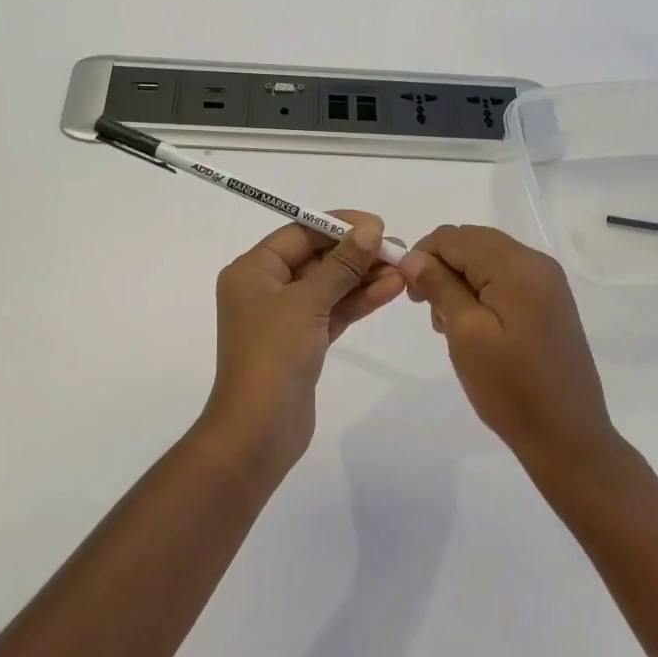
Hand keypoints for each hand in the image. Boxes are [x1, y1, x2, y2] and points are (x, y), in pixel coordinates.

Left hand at [204, 212, 405, 477]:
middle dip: (356, 253)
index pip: (299, 233)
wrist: (258, 432)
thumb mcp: (307, 302)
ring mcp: (285, 317)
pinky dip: (359, 301)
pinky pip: (333, 311)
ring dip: (364, 277)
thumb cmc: (273, 355)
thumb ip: (341, 264)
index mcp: (253, 270)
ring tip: (404, 268)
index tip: (377, 225)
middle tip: (398, 249)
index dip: (338, 225)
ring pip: (329, 286)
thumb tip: (370, 229)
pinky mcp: (303, 342)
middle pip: (316, 258)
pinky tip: (391, 289)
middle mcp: (265, 288)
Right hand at [398, 225, 618, 468]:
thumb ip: (439, 286)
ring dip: (459, 279)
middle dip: (442, 266)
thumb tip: (412, 256)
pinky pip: (505, 277)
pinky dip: (481, 290)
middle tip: (426, 308)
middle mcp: (536, 263)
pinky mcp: (550, 301)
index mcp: (517, 266)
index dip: (422, 255)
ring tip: (448, 323)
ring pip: (487, 258)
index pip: (454, 237)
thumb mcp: (465, 334)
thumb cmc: (511, 388)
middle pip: (472, 242)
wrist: (567, 438)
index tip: (409, 293)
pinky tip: (473, 325)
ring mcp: (547, 282)